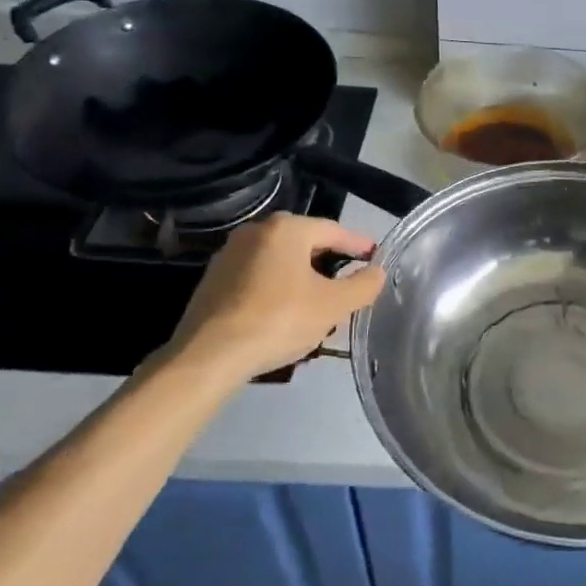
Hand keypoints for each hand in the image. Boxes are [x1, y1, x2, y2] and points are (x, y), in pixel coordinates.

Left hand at [166, 213, 385, 381]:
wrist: (208, 356)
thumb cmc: (278, 320)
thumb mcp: (333, 306)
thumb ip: (363, 285)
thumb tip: (377, 272)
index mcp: (287, 229)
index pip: (334, 230)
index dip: (359, 245)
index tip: (376, 258)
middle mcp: (256, 231)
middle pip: (305, 243)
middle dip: (330, 262)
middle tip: (349, 283)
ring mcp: (230, 254)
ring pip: (280, 260)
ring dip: (302, 276)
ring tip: (319, 301)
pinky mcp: (213, 280)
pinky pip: (258, 276)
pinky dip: (277, 287)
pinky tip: (285, 312)